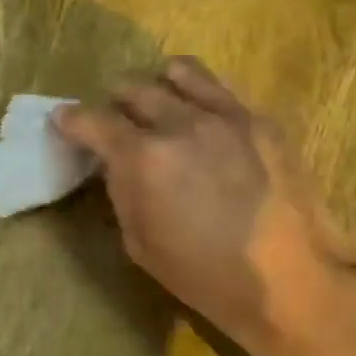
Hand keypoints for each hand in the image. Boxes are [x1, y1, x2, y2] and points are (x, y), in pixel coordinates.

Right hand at [54, 58, 355, 355]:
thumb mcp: (140, 243)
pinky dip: (198, 94)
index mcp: (143, 158)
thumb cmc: (205, 275)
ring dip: (158, 85)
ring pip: (180, 73)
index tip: (63, 120)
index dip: (71, 119)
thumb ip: (121, 191)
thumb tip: (114, 163)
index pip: (93, 121)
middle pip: (133, 88)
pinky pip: (220, 88)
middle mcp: (181, 123)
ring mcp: (226, 115)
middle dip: (114, 102)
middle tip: (115, 121)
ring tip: (159, 104)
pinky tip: (201, 117)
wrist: (292, 282)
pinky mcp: (261, 119)